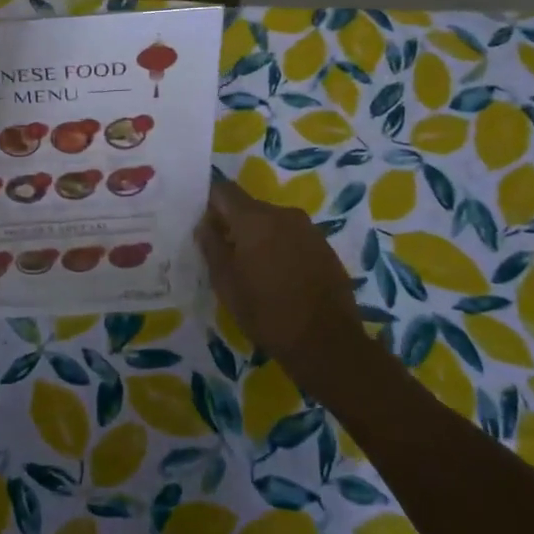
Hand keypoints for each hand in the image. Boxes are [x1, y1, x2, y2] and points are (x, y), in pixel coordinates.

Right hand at [195, 180, 372, 391]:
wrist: (328, 344)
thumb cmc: (267, 313)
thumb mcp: (226, 284)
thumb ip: (211, 246)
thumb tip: (205, 224)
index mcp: (254, 218)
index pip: (223, 190)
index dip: (209, 203)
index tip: (204, 226)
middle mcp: (283, 214)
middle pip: (249, 207)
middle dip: (235, 224)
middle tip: (226, 255)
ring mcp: (308, 229)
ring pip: (272, 223)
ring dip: (260, 238)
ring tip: (255, 270)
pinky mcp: (325, 247)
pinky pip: (293, 237)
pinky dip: (282, 249)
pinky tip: (281, 278)